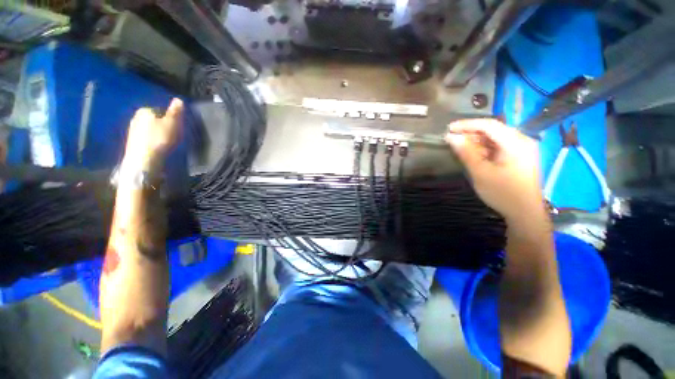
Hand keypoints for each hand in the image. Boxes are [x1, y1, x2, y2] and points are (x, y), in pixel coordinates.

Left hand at [123, 98, 182, 172]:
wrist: (144, 158)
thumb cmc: (160, 138)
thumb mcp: (172, 123)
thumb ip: (175, 111)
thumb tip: (178, 99)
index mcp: (145, 110)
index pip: (160, 110)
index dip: (170, 118)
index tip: (176, 126)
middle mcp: (136, 117)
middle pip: (153, 119)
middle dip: (162, 125)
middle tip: (172, 134)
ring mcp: (132, 130)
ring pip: (148, 129)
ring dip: (156, 133)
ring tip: (166, 142)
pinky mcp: (132, 142)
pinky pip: (145, 137)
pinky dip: (151, 140)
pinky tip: (157, 147)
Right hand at [445, 119, 542, 221]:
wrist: (525, 213)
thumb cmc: (503, 193)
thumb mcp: (481, 173)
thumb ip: (466, 153)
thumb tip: (452, 138)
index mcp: (516, 143)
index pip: (489, 125)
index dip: (467, 124)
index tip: (449, 128)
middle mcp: (522, 141)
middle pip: (493, 130)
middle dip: (471, 133)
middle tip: (452, 140)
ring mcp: (522, 149)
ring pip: (495, 138)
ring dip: (477, 142)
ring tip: (460, 148)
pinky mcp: (519, 157)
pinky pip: (499, 147)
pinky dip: (484, 149)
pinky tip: (474, 155)